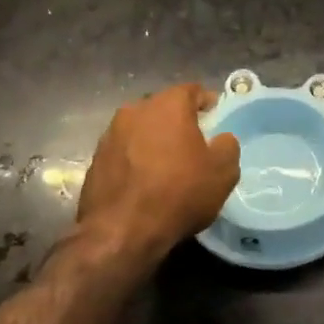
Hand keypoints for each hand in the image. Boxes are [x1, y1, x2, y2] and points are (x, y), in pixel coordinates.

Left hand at [76, 83, 240, 269]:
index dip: (207, 103)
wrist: (120, 232)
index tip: (216, 120)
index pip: (192, 91)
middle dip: (179, 121)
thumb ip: (227, 145)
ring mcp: (111, 134)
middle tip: (193, 144)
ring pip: (141, 129)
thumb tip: (221, 139)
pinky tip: (144, 182)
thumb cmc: (178, 194)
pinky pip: (124, 151)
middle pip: (164, 108)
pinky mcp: (95, 159)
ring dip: (154, 140)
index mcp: (168, 104)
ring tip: (166, 165)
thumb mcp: (222, 172)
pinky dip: (135, 159)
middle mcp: (136, 110)